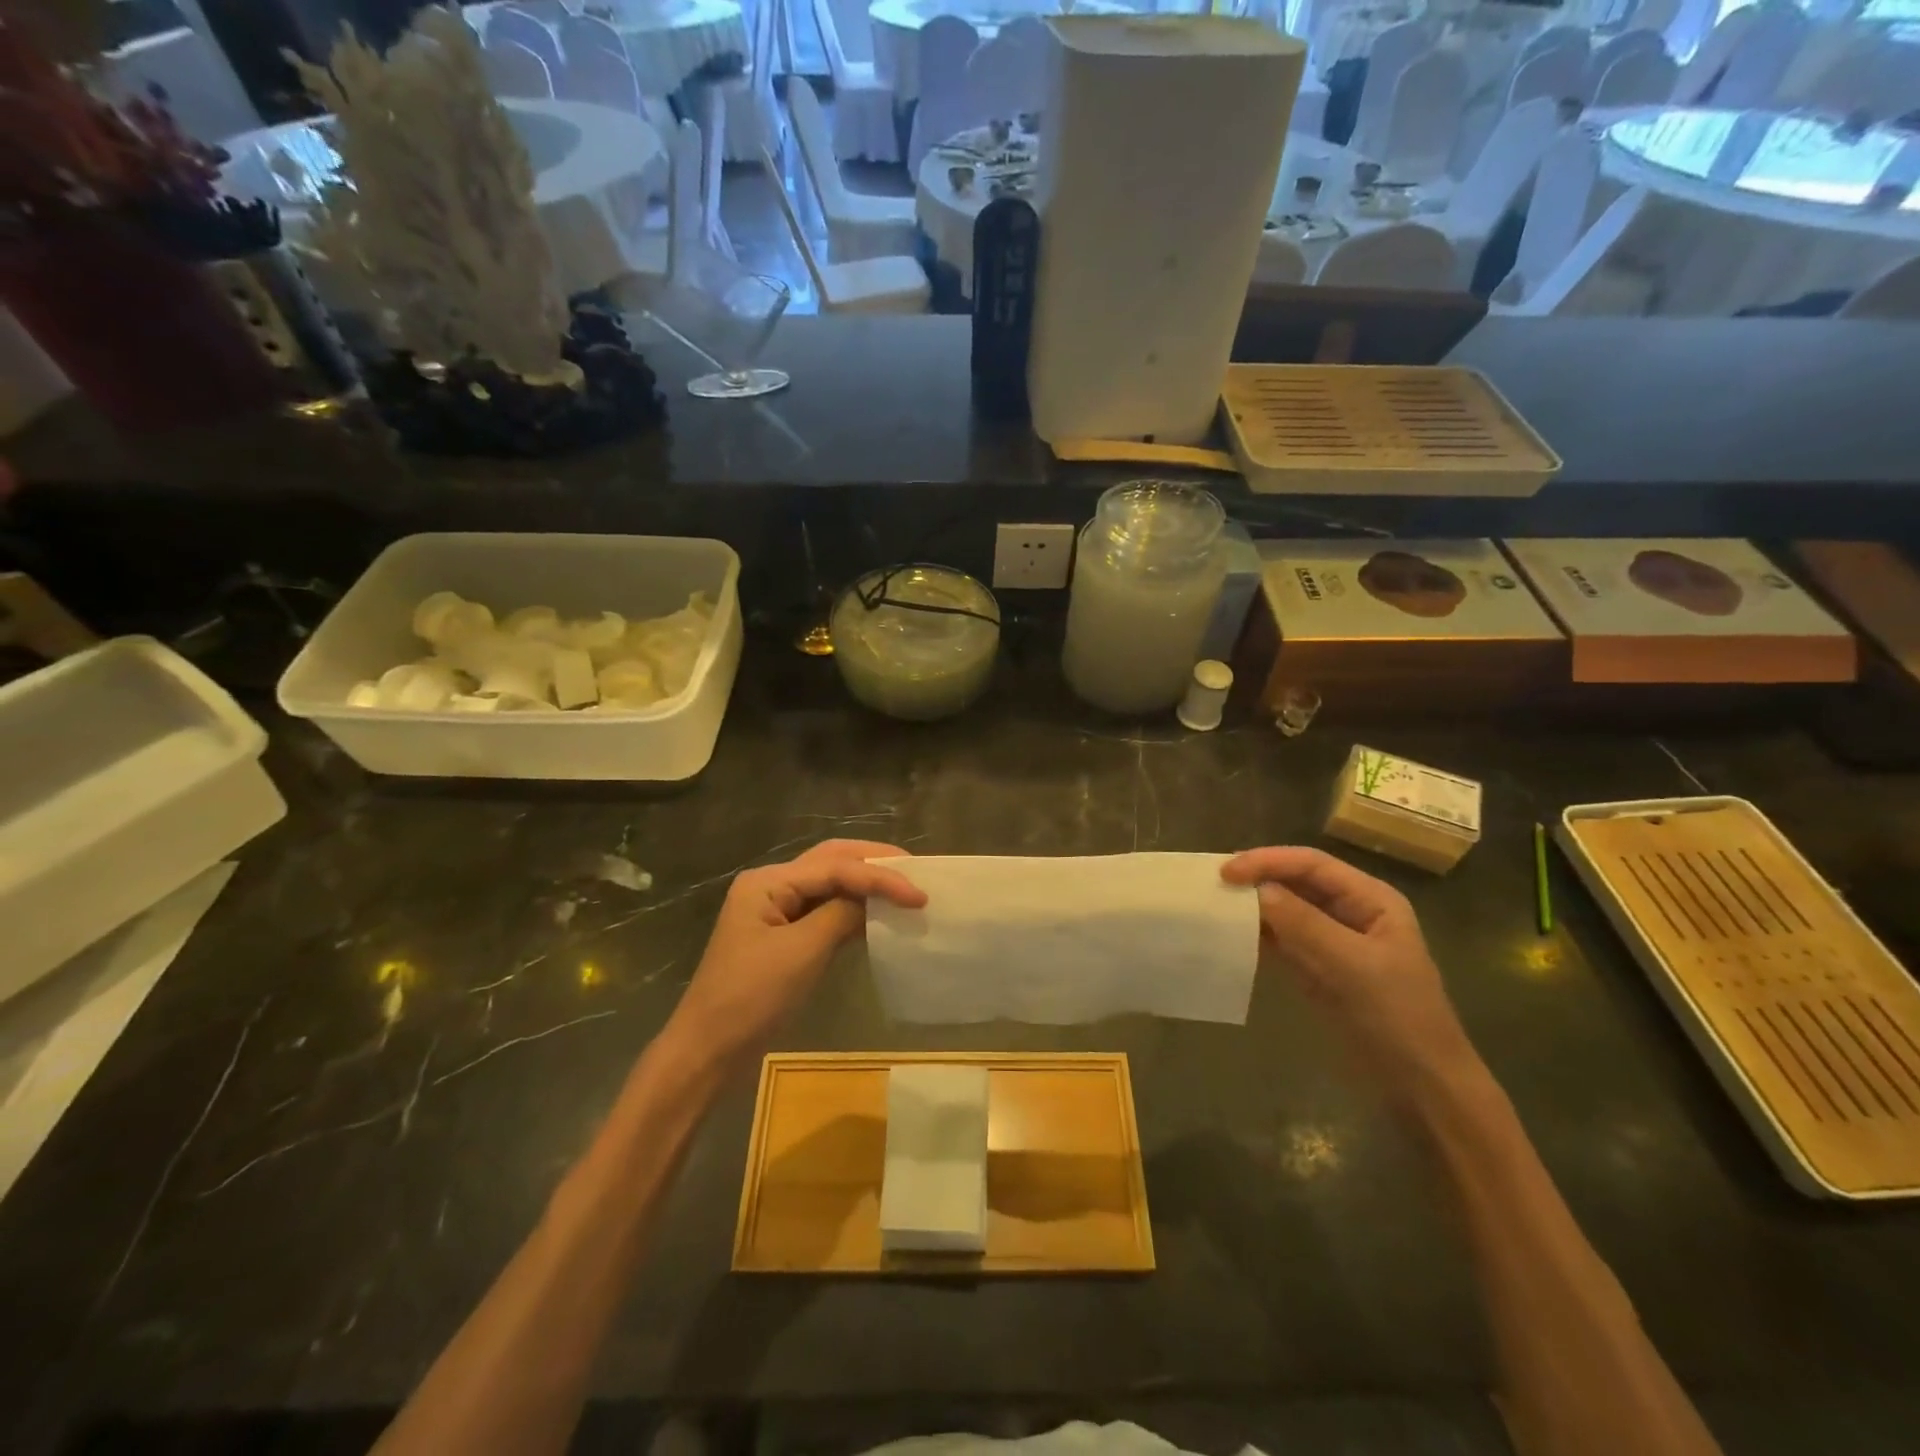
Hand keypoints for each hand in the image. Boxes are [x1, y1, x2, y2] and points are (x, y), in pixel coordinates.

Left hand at [665, 839, 925, 1072]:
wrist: (708, 1051)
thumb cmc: (751, 999)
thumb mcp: (802, 954)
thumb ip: (841, 916)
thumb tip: (875, 899)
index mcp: (768, 882)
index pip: (835, 867)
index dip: (880, 877)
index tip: (920, 895)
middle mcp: (771, 885)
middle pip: (831, 861)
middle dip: (874, 862)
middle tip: (916, 870)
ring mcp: (776, 910)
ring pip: (830, 883)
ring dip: (866, 883)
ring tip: (905, 887)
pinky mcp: (784, 936)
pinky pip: (825, 910)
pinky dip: (854, 909)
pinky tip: (879, 916)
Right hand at [1222, 846, 1480, 1097]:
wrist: (1421, 1087)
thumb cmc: (1397, 1018)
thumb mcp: (1352, 966)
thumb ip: (1303, 924)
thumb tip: (1256, 890)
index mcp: (1371, 900)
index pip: (1312, 864)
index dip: (1268, 861)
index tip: (1226, 872)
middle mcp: (1351, 912)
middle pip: (1297, 882)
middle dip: (1258, 879)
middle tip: (1214, 884)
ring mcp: (1333, 941)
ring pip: (1286, 910)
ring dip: (1254, 906)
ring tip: (1215, 904)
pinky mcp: (1318, 969)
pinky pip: (1283, 940)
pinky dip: (1258, 934)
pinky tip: (1232, 934)